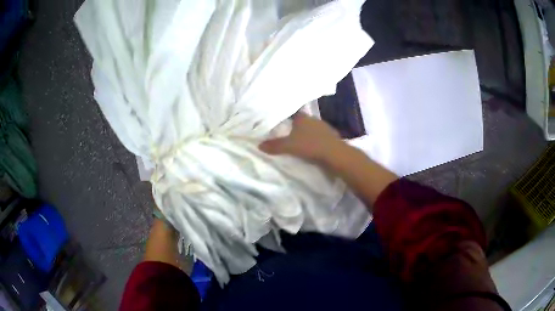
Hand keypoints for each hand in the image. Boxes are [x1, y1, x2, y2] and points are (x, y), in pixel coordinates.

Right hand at [259, 112, 342, 162]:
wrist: (334, 154)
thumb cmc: (310, 145)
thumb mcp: (289, 146)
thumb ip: (275, 145)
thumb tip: (259, 145)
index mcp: (303, 118)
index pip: (293, 112)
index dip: (287, 115)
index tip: (281, 119)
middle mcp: (313, 119)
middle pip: (303, 120)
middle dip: (296, 125)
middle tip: (287, 131)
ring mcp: (324, 127)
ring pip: (312, 128)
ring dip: (307, 133)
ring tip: (299, 139)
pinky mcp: (331, 137)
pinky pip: (320, 136)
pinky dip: (315, 139)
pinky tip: (312, 146)